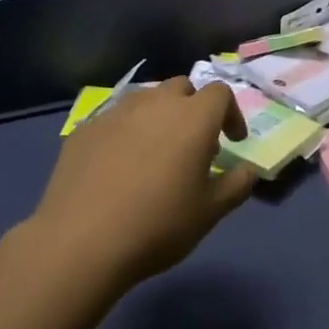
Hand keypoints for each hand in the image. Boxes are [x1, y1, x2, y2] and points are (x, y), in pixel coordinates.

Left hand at [27, 78, 257, 292]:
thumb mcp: (210, 213)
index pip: (220, 93)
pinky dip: (126, 132)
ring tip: (155, 151)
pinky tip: (118, 166)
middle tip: (193, 143)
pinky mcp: (85, 128)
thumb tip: (248, 170)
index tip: (232, 142)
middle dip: (193, 108)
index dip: (231, 114)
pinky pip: (114, 119)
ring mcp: (116, 112)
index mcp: (193, 117)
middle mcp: (156, 103)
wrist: (80, 241)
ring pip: (146, 99)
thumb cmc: (158, 225)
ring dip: (158, 116)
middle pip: (182, 87)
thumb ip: (236, 185)